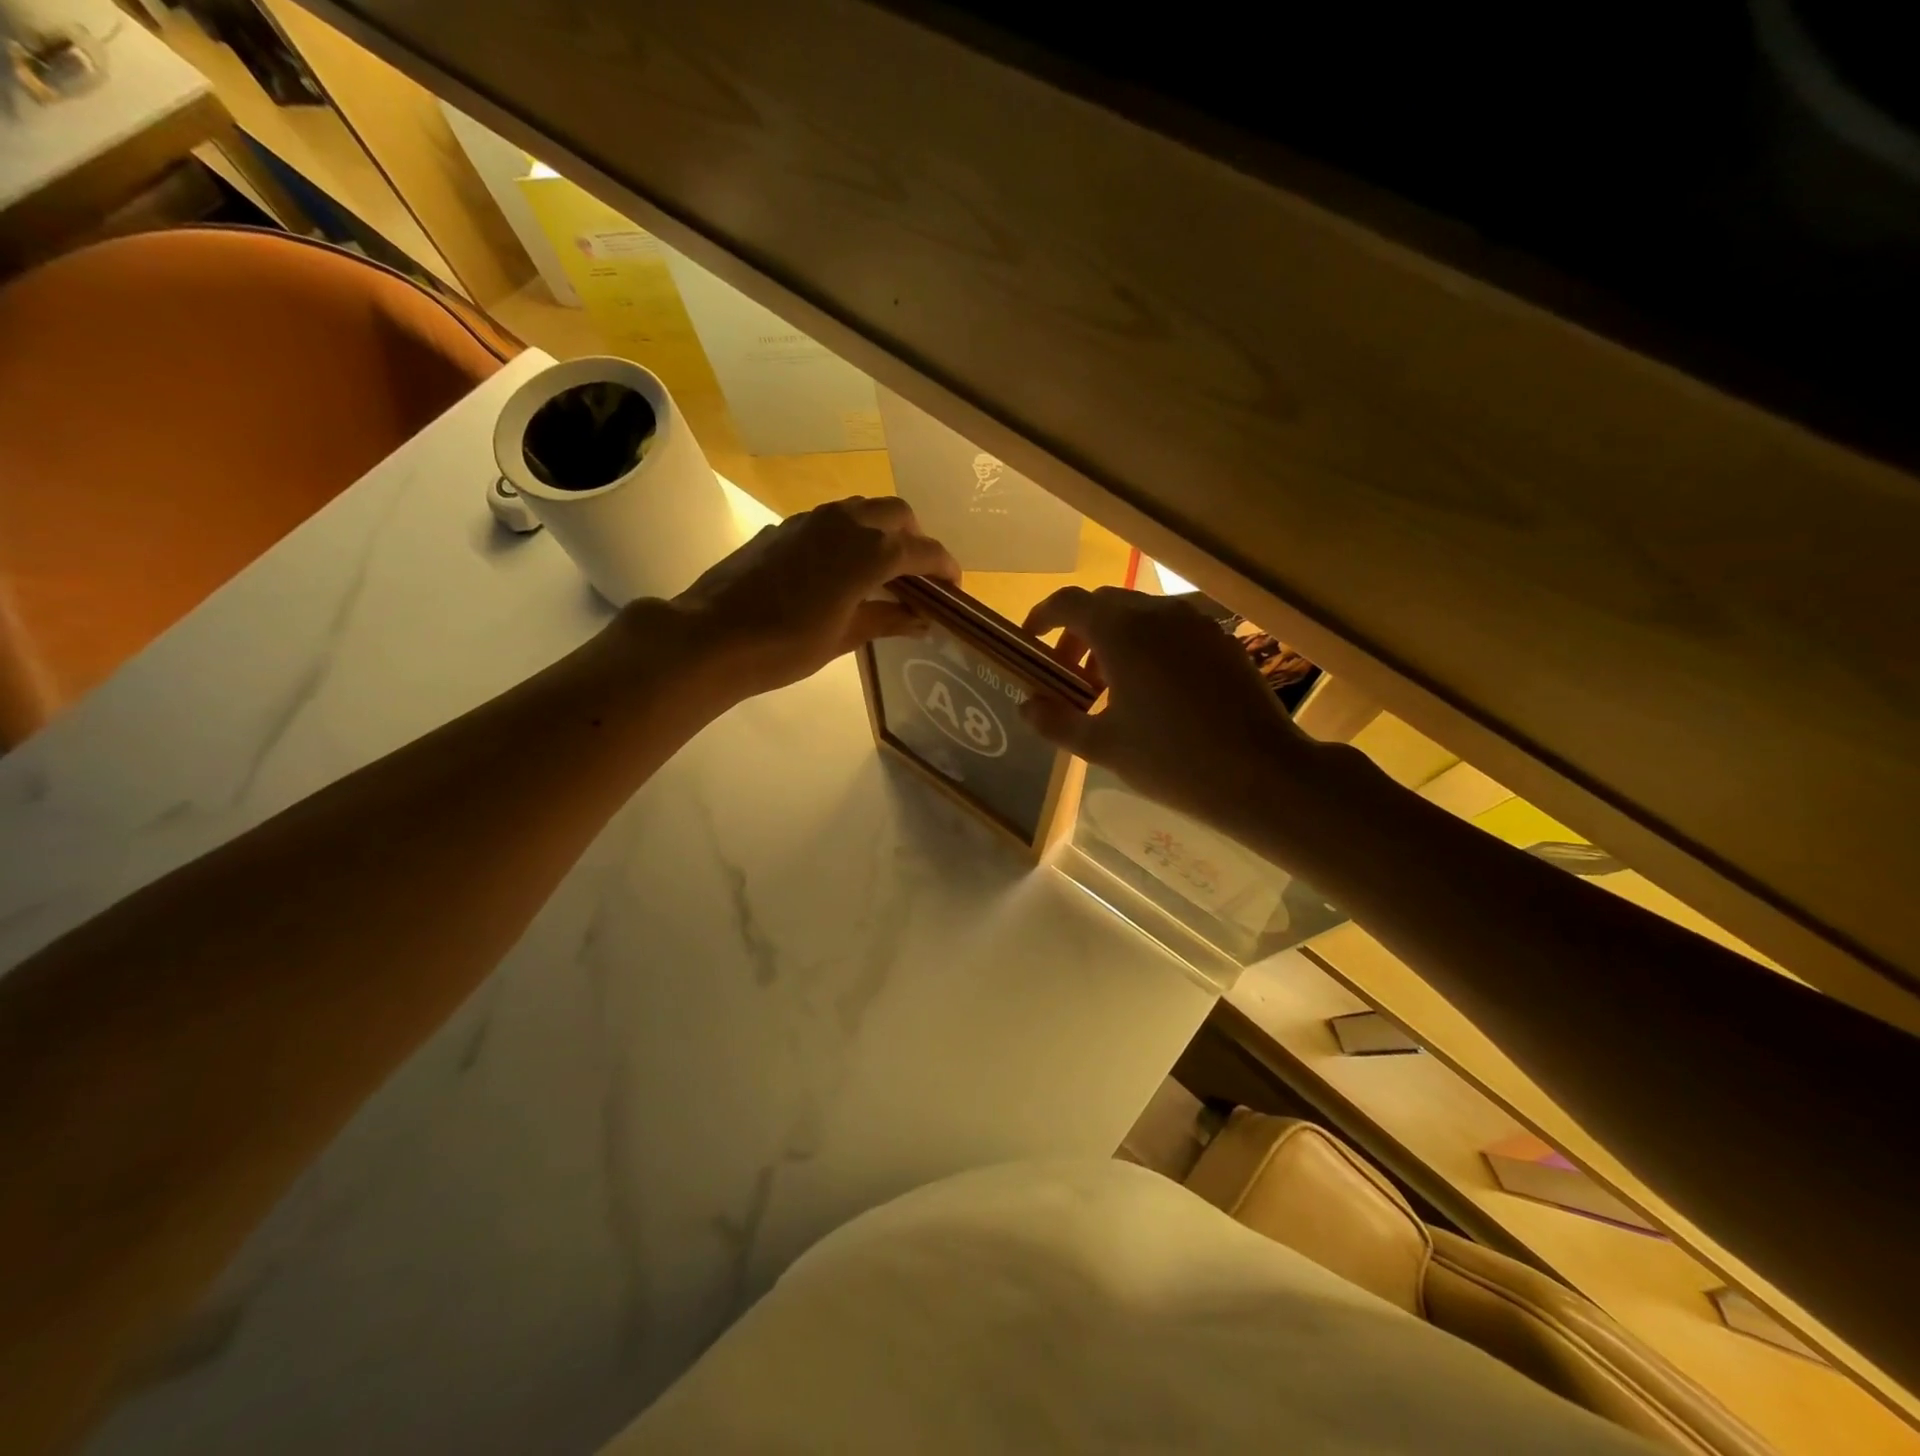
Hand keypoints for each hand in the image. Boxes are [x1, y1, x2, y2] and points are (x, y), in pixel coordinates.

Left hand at [666, 496, 960, 697]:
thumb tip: (921, 618)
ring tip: (881, 570)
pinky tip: (839, 569)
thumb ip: (887, 619)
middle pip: (897, 514)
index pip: (923, 550)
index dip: (945, 567)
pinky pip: (831, 519)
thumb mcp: (844, 637)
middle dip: (916, 539)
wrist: (712, 637)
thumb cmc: (785, 645)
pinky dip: (850, 535)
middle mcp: (845, 523)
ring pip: (863, 508)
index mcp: (868, 552)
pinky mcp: (784, 527)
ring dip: (882, 531)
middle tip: (917, 575)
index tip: (953, 588)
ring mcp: (811, 520)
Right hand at [1020, 587, 1306, 820]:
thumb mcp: (1102, 746)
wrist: (1263, 774)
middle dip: (1078, 635)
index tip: (1030, 642)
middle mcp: (1158, 613)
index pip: (1068, 603)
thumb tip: (1026, 706)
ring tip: (1111, 690)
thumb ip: (1055, 722)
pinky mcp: (1223, 641)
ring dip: (1113, 641)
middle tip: (1070, 678)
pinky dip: (1148, 647)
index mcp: (1121, 631)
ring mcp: (1196, 624)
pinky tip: (1154, 693)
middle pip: (1103, 606)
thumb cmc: (1171, 759)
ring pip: (1140, 616)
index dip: (1042, 617)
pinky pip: (1171, 630)